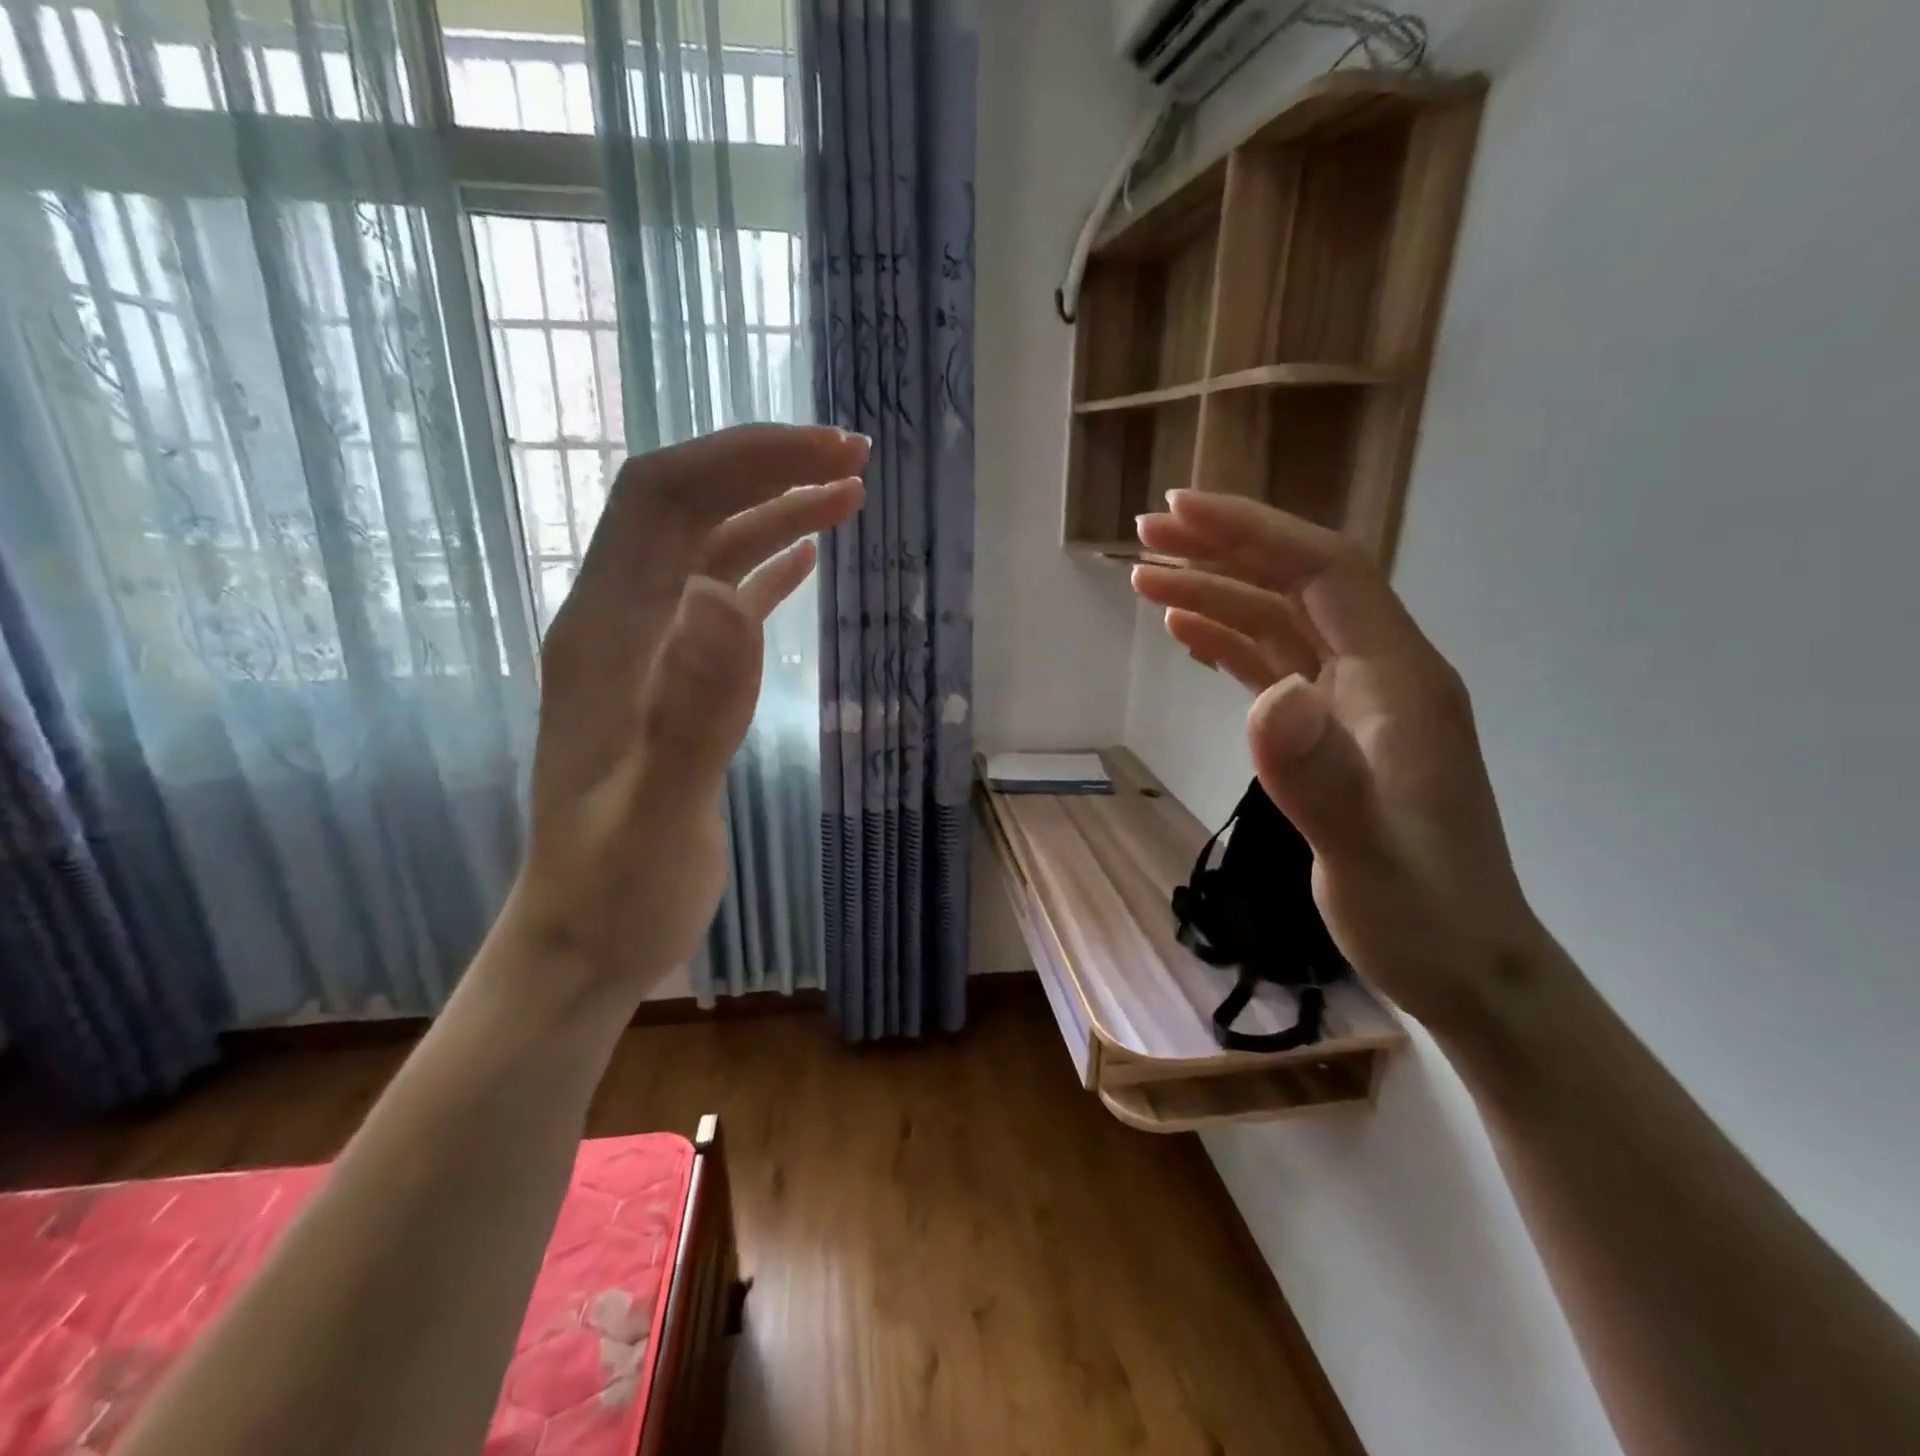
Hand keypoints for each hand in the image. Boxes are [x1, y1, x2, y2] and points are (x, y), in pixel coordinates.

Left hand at [511, 425, 867, 1006]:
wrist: (584, 941)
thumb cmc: (618, 888)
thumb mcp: (660, 810)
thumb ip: (692, 708)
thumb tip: (722, 596)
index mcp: (605, 633)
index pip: (665, 497)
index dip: (745, 459)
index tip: (830, 453)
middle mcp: (617, 623)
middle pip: (686, 505)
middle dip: (766, 467)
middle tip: (855, 460)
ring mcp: (643, 653)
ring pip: (707, 548)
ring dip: (773, 511)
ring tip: (848, 496)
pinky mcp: (670, 684)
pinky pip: (718, 600)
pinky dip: (764, 567)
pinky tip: (805, 560)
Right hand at [1132, 491, 1546, 1034]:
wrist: (1464, 967)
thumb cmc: (1421, 915)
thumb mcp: (1366, 854)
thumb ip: (1320, 777)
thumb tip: (1269, 698)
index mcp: (1398, 678)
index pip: (1325, 571)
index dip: (1252, 532)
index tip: (1179, 511)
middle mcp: (1380, 673)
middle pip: (1297, 584)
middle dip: (1222, 549)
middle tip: (1146, 533)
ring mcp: (1356, 703)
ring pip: (1279, 623)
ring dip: (1216, 593)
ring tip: (1146, 579)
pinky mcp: (1333, 733)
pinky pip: (1276, 665)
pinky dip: (1229, 640)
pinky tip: (1189, 633)